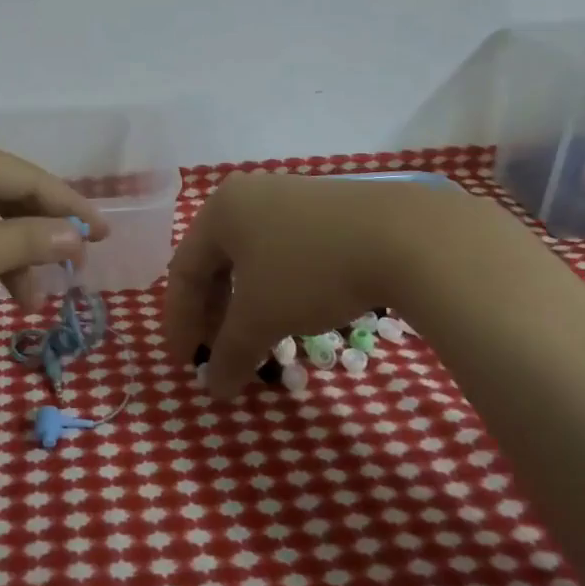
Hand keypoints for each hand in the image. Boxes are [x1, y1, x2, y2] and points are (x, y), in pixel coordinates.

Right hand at [163, 172, 479, 397]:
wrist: (404, 236)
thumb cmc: (311, 271)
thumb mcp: (262, 318)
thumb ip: (230, 353)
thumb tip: (214, 389)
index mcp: (220, 211)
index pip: (183, 270)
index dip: (180, 321)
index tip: (185, 363)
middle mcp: (248, 196)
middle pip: (215, 262)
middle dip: (213, 314)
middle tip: (216, 353)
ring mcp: (289, 197)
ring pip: (251, 258)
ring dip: (245, 303)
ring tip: (255, 339)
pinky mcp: (326, 208)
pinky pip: (283, 251)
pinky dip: (276, 287)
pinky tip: (292, 312)